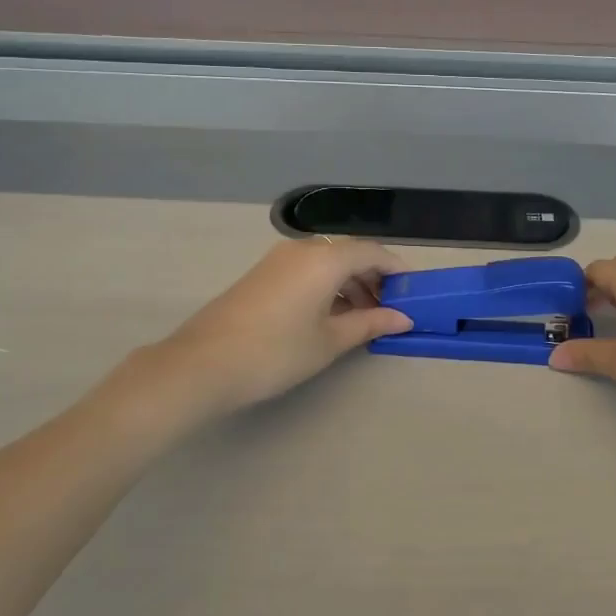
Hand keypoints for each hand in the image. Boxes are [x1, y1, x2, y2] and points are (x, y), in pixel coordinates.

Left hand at [150, 239, 412, 415]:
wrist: (202, 365)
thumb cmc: (276, 352)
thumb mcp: (330, 341)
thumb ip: (370, 324)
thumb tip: (403, 318)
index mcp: (325, 259)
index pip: (373, 253)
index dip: (397, 270)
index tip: (413, 293)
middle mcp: (303, 249)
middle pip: (350, 254)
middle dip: (374, 278)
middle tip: (390, 310)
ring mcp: (278, 260)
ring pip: (327, 262)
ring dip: (350, 284)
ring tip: (362, 318)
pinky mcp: (262, 274)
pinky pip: (307, 270)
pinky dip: (327, 286)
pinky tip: (330, 316)